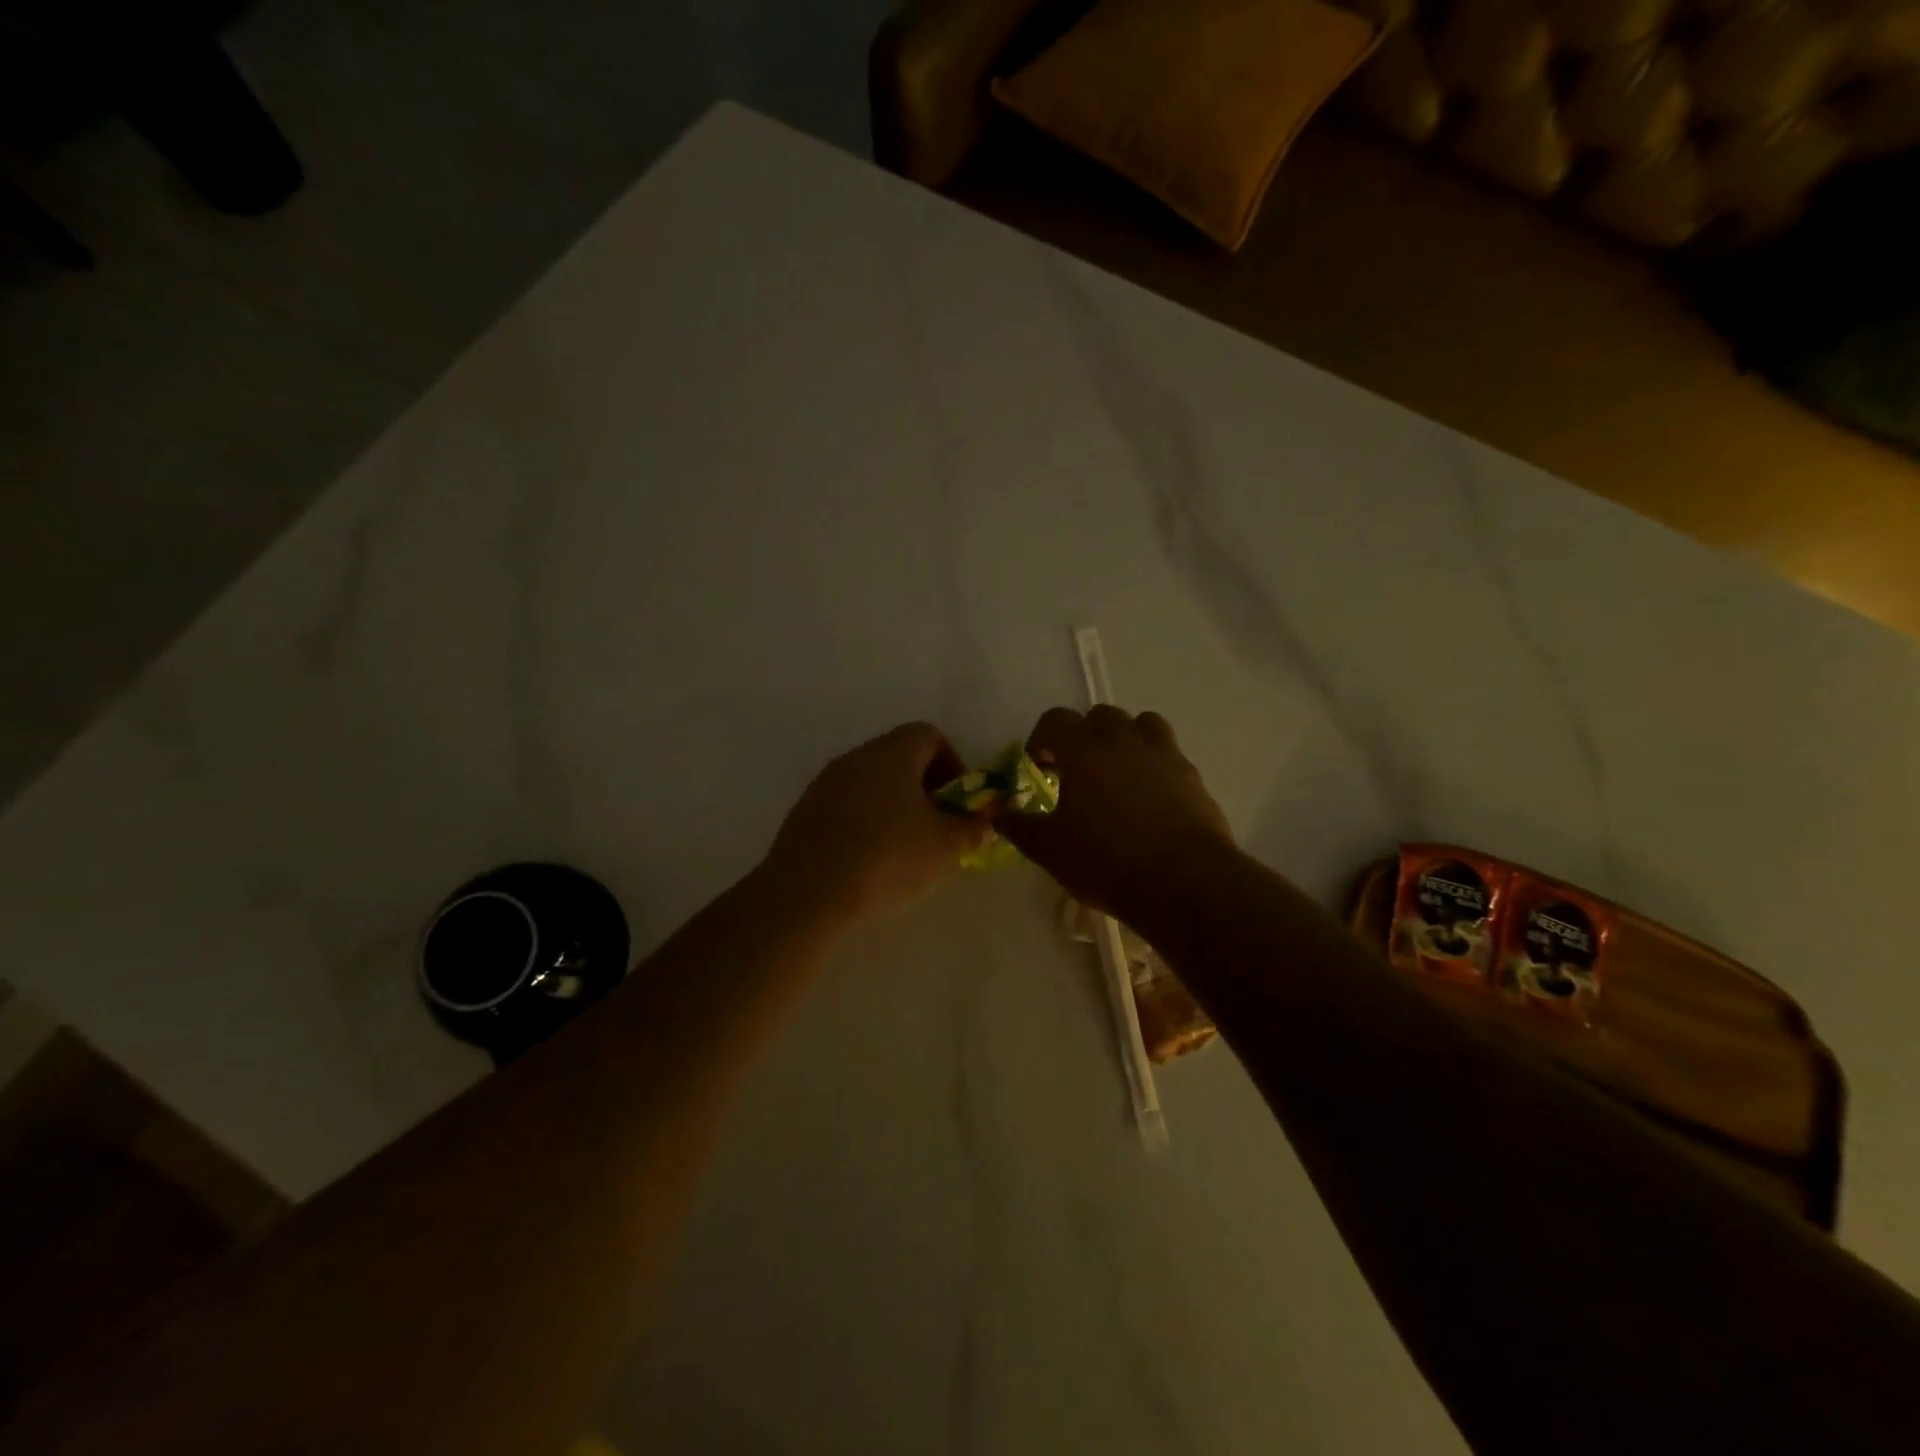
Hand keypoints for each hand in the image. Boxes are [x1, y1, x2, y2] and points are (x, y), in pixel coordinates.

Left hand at [760, 722, 993, 922]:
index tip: (959, 801)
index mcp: (893, 752)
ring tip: (905, 847)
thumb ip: (973, 827)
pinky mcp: (805, 811)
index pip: (930, 736)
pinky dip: (865, 821)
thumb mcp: (946, 846)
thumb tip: (986, 820)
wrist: (808, 892)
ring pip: (872, 782)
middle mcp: (857, 757)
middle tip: (938, 826)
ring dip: (895, 805)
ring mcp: (826, 783)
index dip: (953, 764)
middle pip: (900, 757)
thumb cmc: (888, 857)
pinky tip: (869, 859)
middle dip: (926, 787)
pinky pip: (847, 805)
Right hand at [995, 706, 1234, 918]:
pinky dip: (1154, 765)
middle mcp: (1125, 741)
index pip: (1055, 720)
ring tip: (1118, 773)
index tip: (1039, 768)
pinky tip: (1149, 800)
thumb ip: (1020, 827)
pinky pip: (1169, 755)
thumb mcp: (1049, 850)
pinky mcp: (1193, 777)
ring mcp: (1164, 755)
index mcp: (1085, 750)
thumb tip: (998, 814)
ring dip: (1125, 739)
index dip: (1041, 740)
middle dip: (1083, 736)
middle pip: (1100, 716)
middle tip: (1076, 771)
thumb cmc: (1106, 862)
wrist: (1184, 883)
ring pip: (1143, 724)